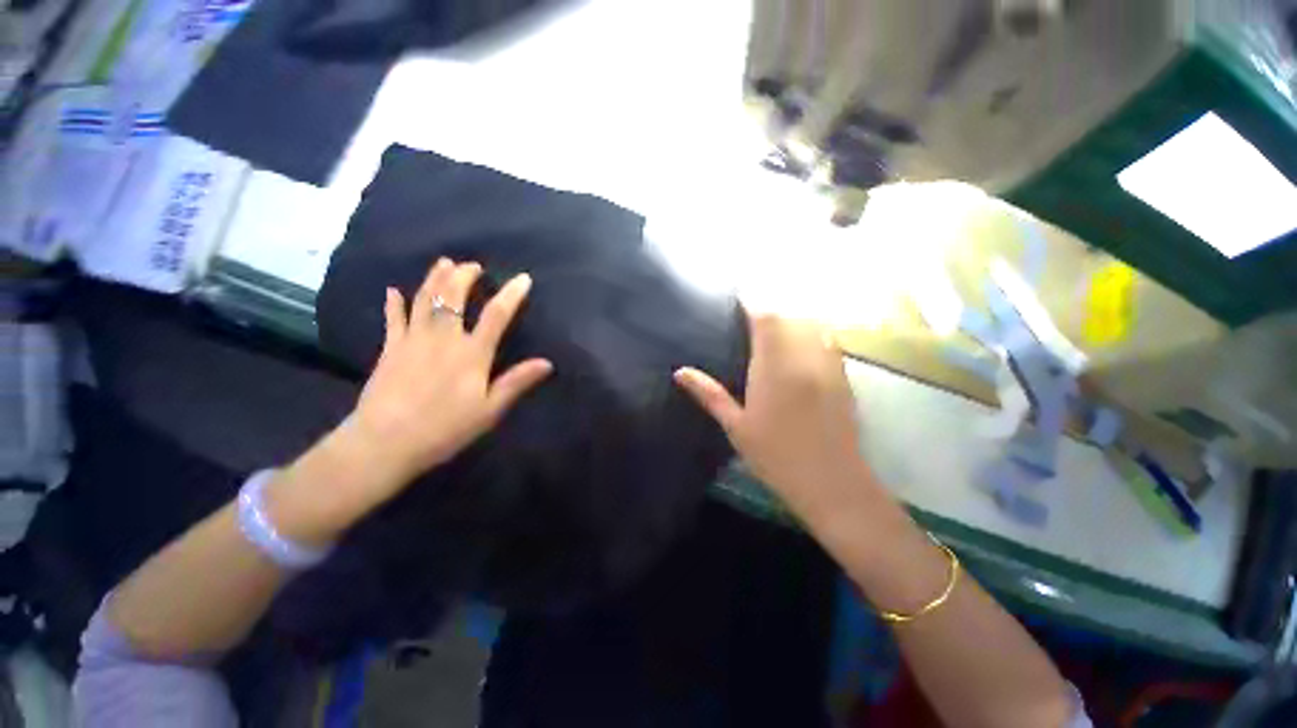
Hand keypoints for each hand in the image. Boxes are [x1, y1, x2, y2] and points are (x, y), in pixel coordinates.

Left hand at [342, 258, 552, 493]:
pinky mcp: (389, 349)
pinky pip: (393, 319)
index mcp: (471, 353)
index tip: (523, 279)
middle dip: (464, 276)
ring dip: (434, 278)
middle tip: (473, 265)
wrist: (385, 442)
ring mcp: (413, 340)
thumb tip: (547, 363)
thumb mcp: (489, 410)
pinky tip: (393, 290)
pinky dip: (394, 303)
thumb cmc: (445, 428)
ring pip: (424, 300)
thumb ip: (516, 382)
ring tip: (443, 262)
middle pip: (452, 297)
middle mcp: (443, 338)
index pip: (496, 316)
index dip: (511, 295)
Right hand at [674, 313, 873, 522]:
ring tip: (775, 328)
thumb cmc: (776, 455)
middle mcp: (804, 358)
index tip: (738, 303)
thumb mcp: (735, 426)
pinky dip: (813, 333)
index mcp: (774, 368)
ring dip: (792, 320)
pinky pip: (829, 340)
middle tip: (751, 318)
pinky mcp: (843, 376)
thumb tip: (680, 372)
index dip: (752, 306)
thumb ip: (709, 394)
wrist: (831, 482)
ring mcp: (828, 365)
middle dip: (770, 312)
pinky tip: (801, 345)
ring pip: (813, 325)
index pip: (766, 320)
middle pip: (790, 317)